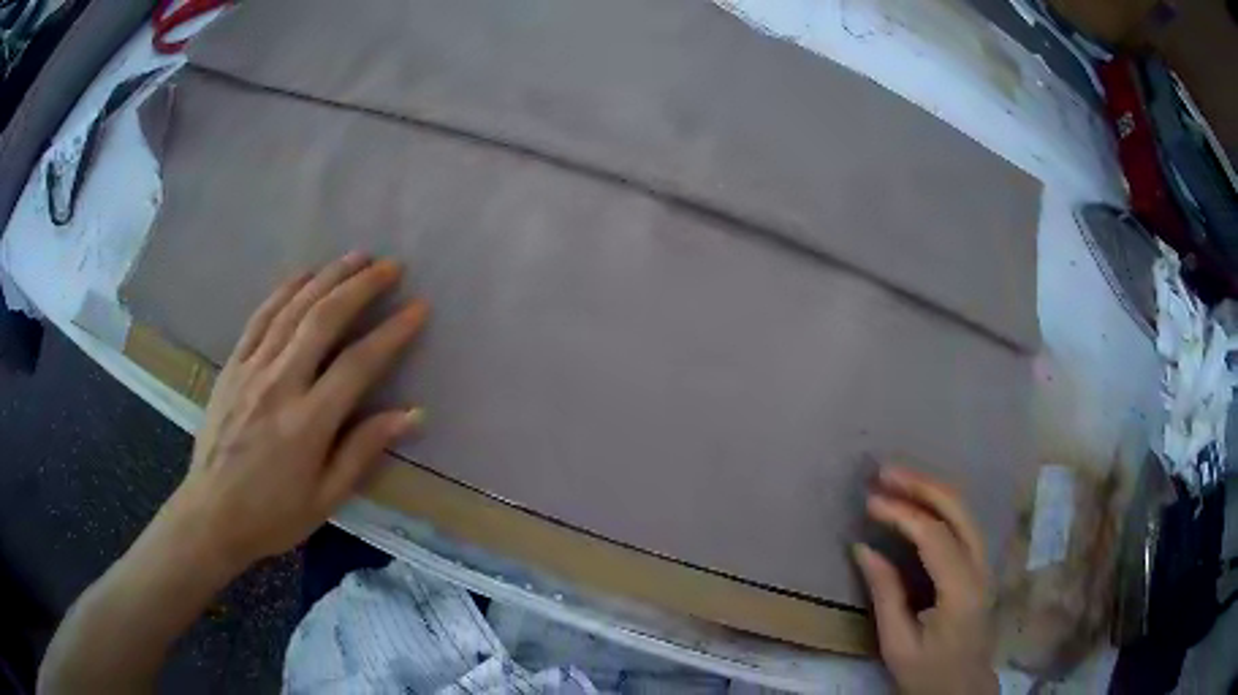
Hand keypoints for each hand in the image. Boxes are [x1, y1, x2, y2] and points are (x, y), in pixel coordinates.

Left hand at [160, 251, 427, 571]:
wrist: (211, 515)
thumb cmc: (273, 516)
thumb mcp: (326, 498)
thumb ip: (364, 450)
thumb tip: (412, 415)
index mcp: (308, 423)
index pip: (358, 364)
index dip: (392, 332)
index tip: (419, 308)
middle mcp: (280, 384)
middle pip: (324, 320)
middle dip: (361, 286)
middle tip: (390, 266)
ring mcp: (252, 370)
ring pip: (293, 309)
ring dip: (327, 277)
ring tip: (356, 257)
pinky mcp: (232, 366)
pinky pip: (260, 318)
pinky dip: (284, 290)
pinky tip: (304, 275)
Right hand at [854, 466, 997, 694]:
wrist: (963, 688)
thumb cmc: (928, 672)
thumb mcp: (897, 644)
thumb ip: (885, 594)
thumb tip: (863, 548)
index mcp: (961, 590)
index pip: (935, 536)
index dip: (903, 513)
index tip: (870, 502)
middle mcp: (980, 567)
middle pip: (958, 509)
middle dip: (921, 484)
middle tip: (884, 472)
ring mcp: (985, 563)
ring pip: (964, 509)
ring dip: (930, 488)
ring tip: (896, 478)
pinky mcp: (980, 565)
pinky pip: (962, 522)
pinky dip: (938, 504)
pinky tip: (917, 500)